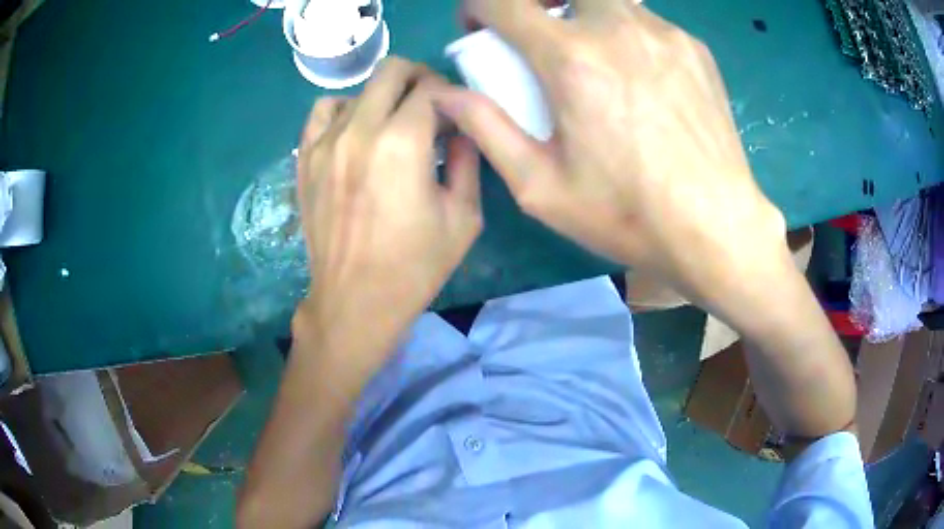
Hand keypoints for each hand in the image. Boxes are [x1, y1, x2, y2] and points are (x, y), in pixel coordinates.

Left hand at [294, 58, 482, 370]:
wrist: (355, 300)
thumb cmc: (415, 265)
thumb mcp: (464, 216)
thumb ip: (468, 160)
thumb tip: (462, 129)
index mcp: (403, 142)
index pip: (431, 88)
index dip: (450, 95)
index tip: (456, 115)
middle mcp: (360, 130)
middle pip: (392, 71)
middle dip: (419, 79)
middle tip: (431, 106)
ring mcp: (325, 142)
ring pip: (358, 89)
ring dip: (383, 96)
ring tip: (393, 123)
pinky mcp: (305, 158)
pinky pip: (322, 111)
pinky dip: (344, 110)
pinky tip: (356, 131)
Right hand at [433, 0, 790, 317]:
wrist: (717, 229)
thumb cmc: (628, 214)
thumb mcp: (541, 186)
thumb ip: (487, 129)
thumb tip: (447, 95)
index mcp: (572, 58)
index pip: (504, 1)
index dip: (478, 6)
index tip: (479, 27)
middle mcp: (618, 28)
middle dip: (537, 1)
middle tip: (537, 32)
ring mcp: (664, 34)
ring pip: (610, 1)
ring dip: (584, 15)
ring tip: (592, 58)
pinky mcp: (695, 49)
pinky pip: (647, 22)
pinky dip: (627, 34)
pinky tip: (639, 78)